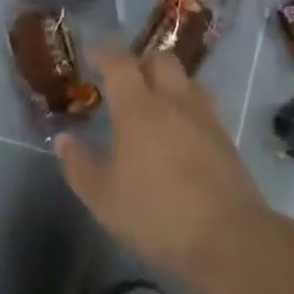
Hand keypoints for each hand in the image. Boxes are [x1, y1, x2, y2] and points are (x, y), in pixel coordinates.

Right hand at [57, 47, 271, 288]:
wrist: (229, 240)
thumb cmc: (157, 214)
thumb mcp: (103, 199)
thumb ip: (79, 166)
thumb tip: (64, 140)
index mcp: (139, 109)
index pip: (120, 63)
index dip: (104, 53)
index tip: (92, 54)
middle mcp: (174, 103)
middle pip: (161, 60)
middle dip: (141, 61)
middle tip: (126, 79)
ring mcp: (205, 119)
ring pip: (187, 81)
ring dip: (169, 82)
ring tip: (156, 103)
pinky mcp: (227, 141)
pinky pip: (204, 108)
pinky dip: (188, 109)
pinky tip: (181, 133)